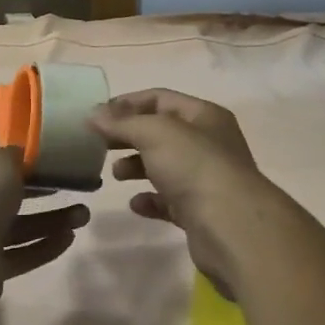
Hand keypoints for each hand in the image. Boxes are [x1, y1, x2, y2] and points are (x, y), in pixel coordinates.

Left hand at [0, 147, 87, 307]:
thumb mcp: (2, 159)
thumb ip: (16, 155)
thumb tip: (21, 158)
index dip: (16, 160)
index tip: (46, 161)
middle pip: (6, 194)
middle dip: (43, 192)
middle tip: (73, 186)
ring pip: (18, 226)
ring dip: (51, 221)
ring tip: (84, 216)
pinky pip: (20, 254)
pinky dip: (43, 246)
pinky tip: (69, 238)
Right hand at [90, 90, 271, 295]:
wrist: (231, 226)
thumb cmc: (195, 166)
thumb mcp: (155, 133)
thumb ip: (122, 123)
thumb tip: (93, 115)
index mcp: (204, 116)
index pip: (161, 98)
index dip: (127, 103)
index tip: (97, 115)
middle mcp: (208, 143)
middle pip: (161, 132)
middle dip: (129, 136)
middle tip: (99, 144)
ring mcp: (206, 179)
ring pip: (165, 166)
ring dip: (137, 167)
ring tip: (114, 174)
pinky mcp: (200, 211)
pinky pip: (169, 200)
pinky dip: (150, 199)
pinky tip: (135, 204)